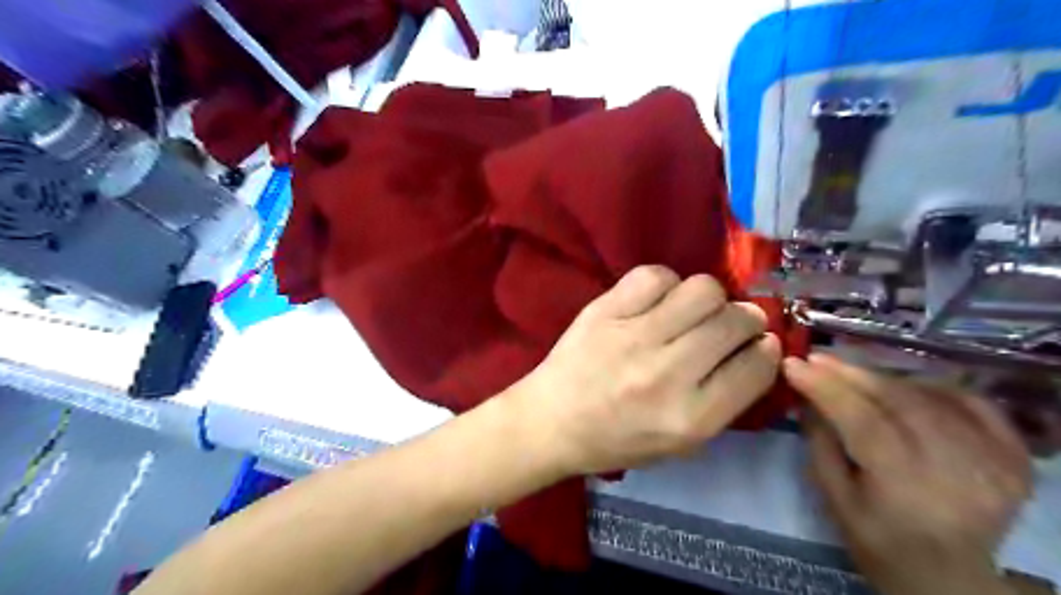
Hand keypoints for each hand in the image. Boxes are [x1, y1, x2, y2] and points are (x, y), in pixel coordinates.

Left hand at [519, 264, 782, 473]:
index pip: (756, 367)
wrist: (551, 421)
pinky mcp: (604, 311)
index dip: (767, 349)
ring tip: (693, 311)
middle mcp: (667, 374)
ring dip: (709, 298)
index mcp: (690, 418)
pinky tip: (657, 301)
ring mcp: (633, 337)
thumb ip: (724, 401)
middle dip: (746, 319)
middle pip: (734, 321)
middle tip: (731, 323)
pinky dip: (665, 283)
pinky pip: (654, 276)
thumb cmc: (617, 439)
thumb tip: (758, 349)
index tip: (760, 343)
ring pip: (702, 290)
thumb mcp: (681, 443)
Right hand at [782, 354, 1033, 594]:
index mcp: (906, 487)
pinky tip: (906, 386)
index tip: (793, 364)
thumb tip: (807, 396)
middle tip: (819, 359)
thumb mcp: (835, 499)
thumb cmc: (880, 542)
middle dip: (852, 374)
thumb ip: (820, 444)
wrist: (951, 579)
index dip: (825, 387)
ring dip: (885, 377)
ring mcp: (995, 461)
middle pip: (899, 401)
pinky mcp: (1015, 457)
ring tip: (852, 373)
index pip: (862, 421)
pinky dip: (936, 386)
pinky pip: (974, 403)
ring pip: (932, 396)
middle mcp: (957, 470)